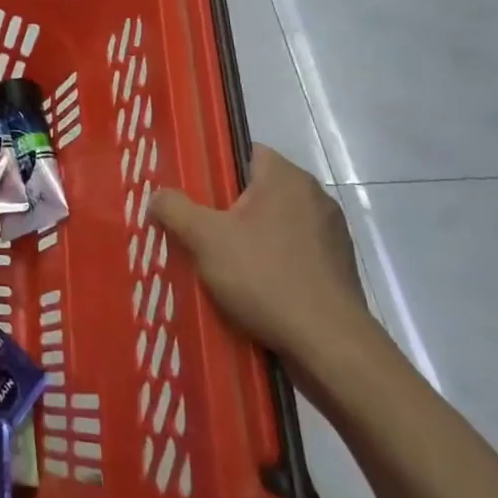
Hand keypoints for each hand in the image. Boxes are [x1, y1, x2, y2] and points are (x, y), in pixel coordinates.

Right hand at [151, 145, 368, 367]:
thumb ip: (174, 209)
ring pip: (277, 223)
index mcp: (286, 177)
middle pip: (259, 189)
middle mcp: (315, 196)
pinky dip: (274, 262)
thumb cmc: (265, 277)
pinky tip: (254, 287)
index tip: (193, 191)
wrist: (330, 346)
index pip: (245, 151)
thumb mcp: (204, 238)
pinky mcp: (339, 268)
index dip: (216, 167)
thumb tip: (158, 196)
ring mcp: (332, 234)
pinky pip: (295, 252)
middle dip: (229, 207)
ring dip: (252, 237)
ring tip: (222, 262)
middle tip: (198, 228)